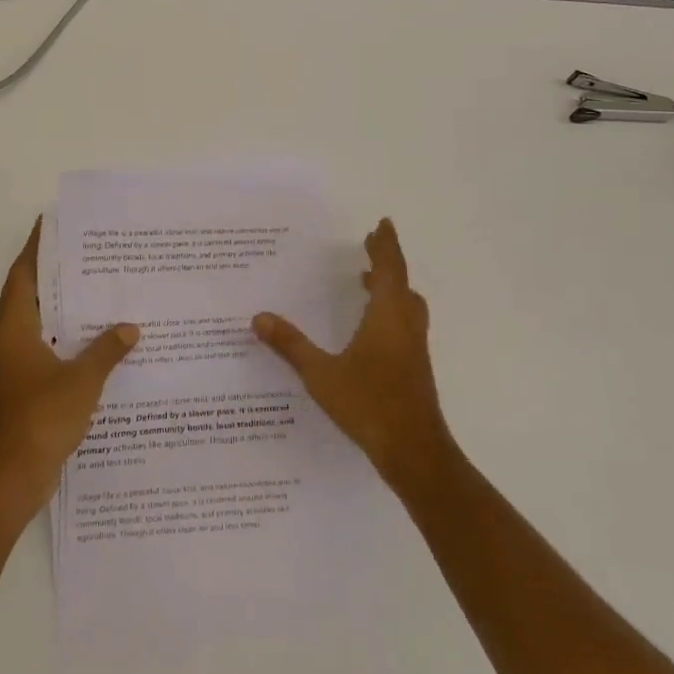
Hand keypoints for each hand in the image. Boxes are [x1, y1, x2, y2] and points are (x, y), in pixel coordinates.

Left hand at [0, 219, 137, 514]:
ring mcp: (10, 365)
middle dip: (57, 274)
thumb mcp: (82, 379)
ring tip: (100, 292)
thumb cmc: (41, 417)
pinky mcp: (19, 387)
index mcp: (12, 327)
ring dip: (62, 309)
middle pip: (30, 294)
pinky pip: (43, 349)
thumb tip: (129, 327)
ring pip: (37, 324)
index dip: (38, 247)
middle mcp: (5, 339)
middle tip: (91, 255)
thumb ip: (107, 349)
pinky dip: (65, 339)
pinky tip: (96, 342)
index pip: (23, 273)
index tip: (54, 223)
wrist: (9, 477)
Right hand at [253, 217, 456, 493]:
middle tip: (370, 246)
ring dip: (390, 286)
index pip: (389, 268)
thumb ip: (290, 345)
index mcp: (388, 316)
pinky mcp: (415, 366)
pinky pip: (405, 323)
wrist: (414, 450)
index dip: (385, 245)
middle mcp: (405, 325)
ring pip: (407, 304)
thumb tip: (259, 318)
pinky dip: (391, 310)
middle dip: (386, 262)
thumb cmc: (368, 404)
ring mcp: (414, 347)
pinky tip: (370, 329)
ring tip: (367, 282)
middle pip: (401, 282)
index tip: (382, 224)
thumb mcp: (320, 374)